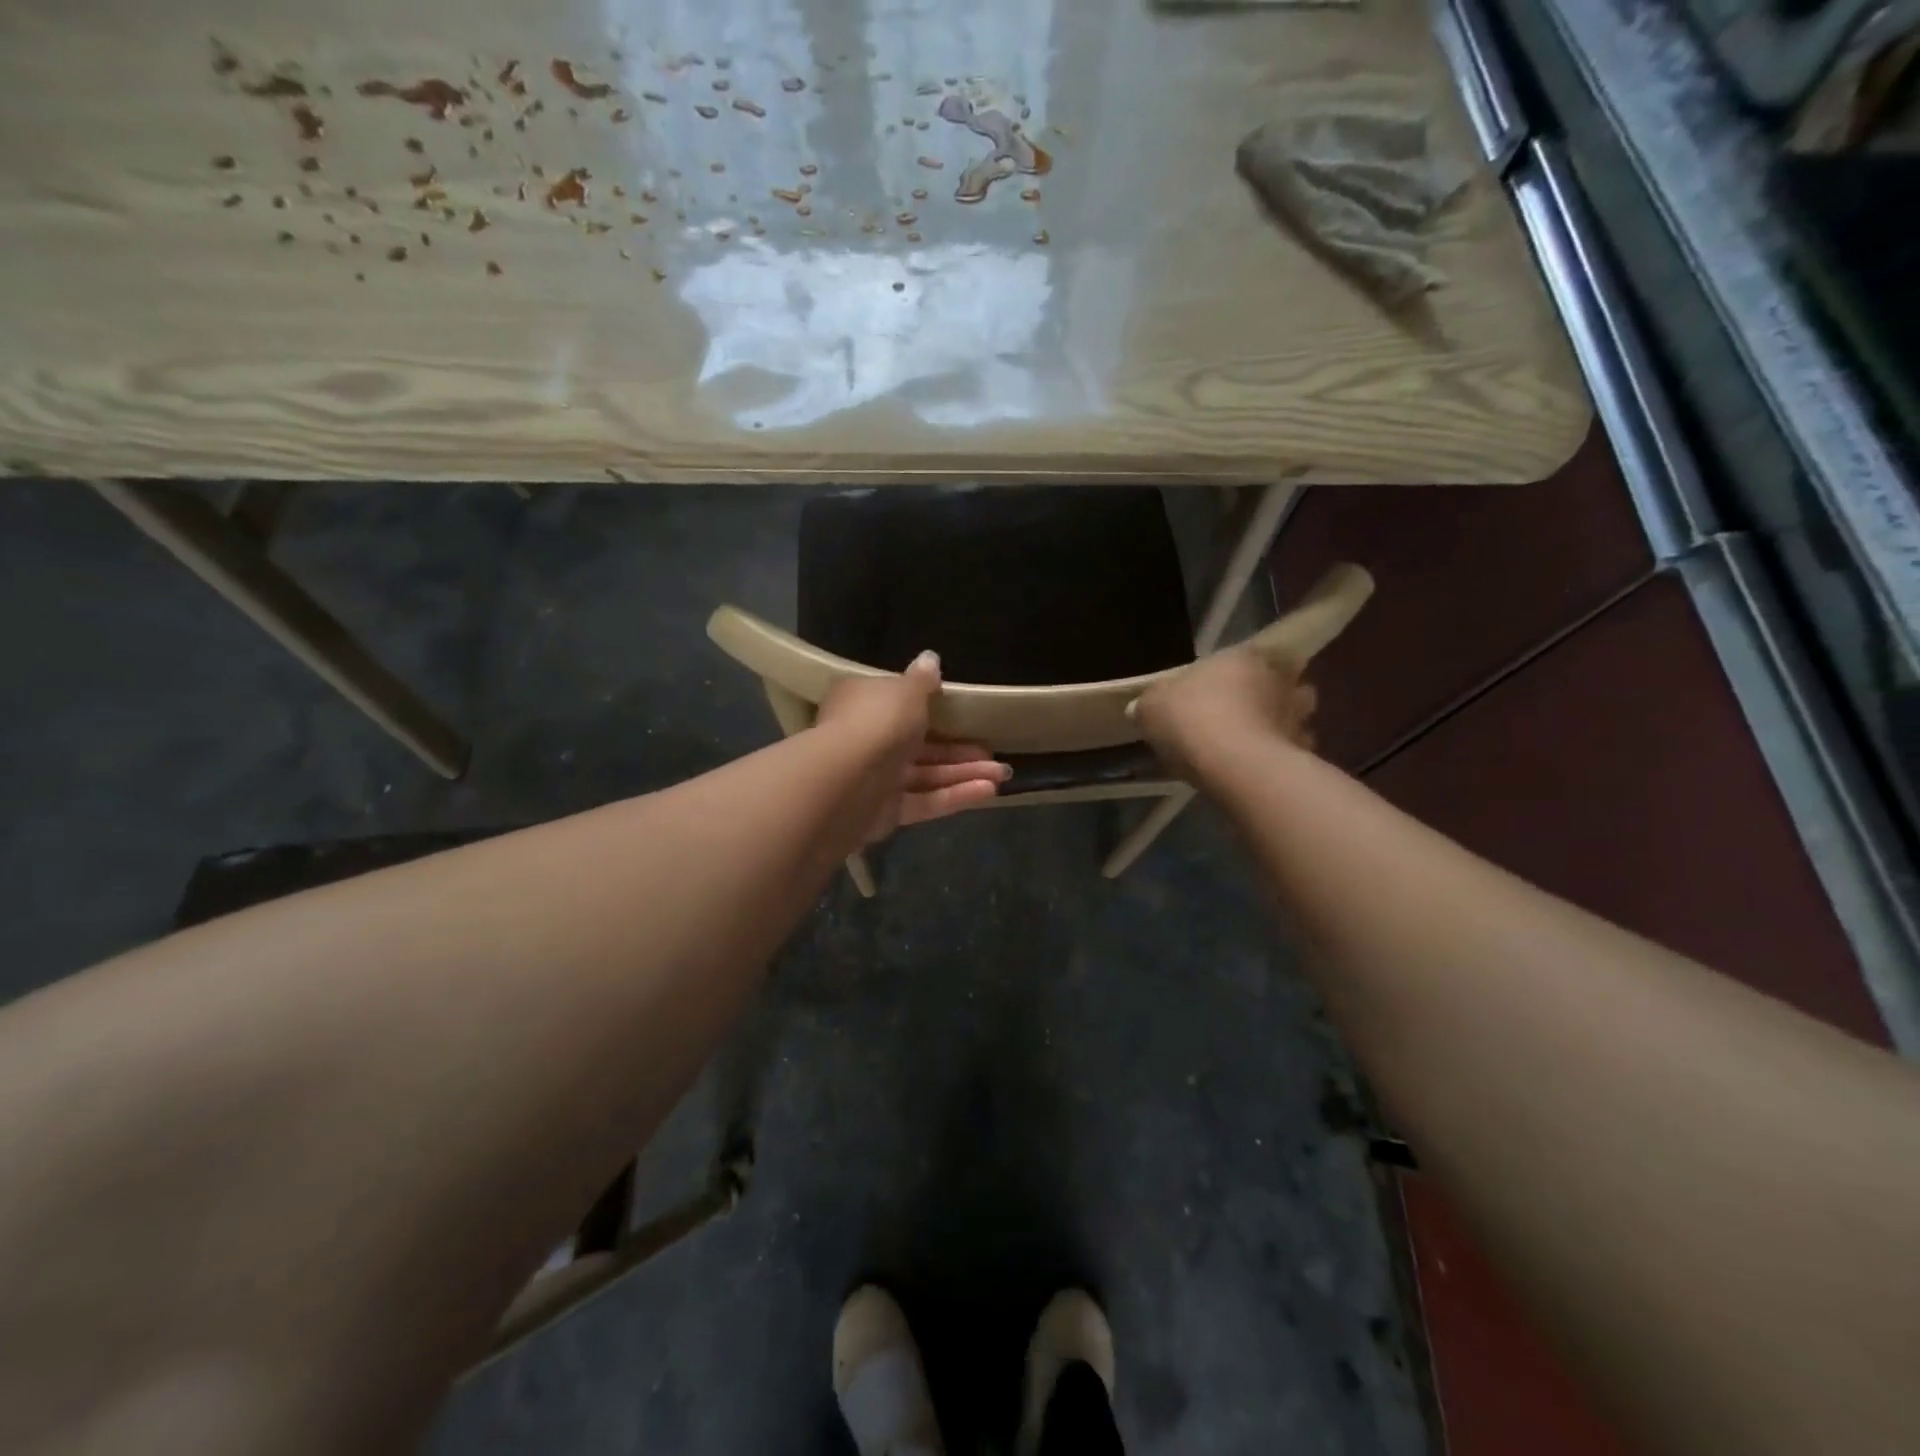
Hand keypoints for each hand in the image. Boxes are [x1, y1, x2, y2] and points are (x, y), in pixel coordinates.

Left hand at [815, 651, 1010, 840]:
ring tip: (1003, 774)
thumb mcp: (906, 691)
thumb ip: (922, 680)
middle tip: (994, 752)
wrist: (847, 781)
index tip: (964, 713)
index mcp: (865, 704)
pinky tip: (989, 791)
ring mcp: (876, 778)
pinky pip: (925, 800)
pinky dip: (955, 795)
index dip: (932, 707)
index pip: (898, 703)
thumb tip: (930, 658)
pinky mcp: (886, 811)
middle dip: (960, 749)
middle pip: (920, 743)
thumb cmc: (878, 722)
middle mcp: (867, 740)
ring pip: (927, 774)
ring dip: (965, 773)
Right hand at [1132, 646, 1317, 781]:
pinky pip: (1292, 750)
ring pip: (1295, 717)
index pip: (1251, 654)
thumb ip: (1149, 703)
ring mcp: (1297, 717)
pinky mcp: (1303, 752)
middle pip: (1281, 683)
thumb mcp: (1152, 707)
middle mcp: (1278, 680)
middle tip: (1240, 714)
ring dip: (1279, 726)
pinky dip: (1279, 757)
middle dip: (1268, 695)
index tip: (1219, 688)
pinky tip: (1257, 769)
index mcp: (1245, 657)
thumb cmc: (1191, 719)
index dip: (1236, 672)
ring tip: (1252, 744)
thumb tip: (1141, 706)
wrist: (1232, 764)